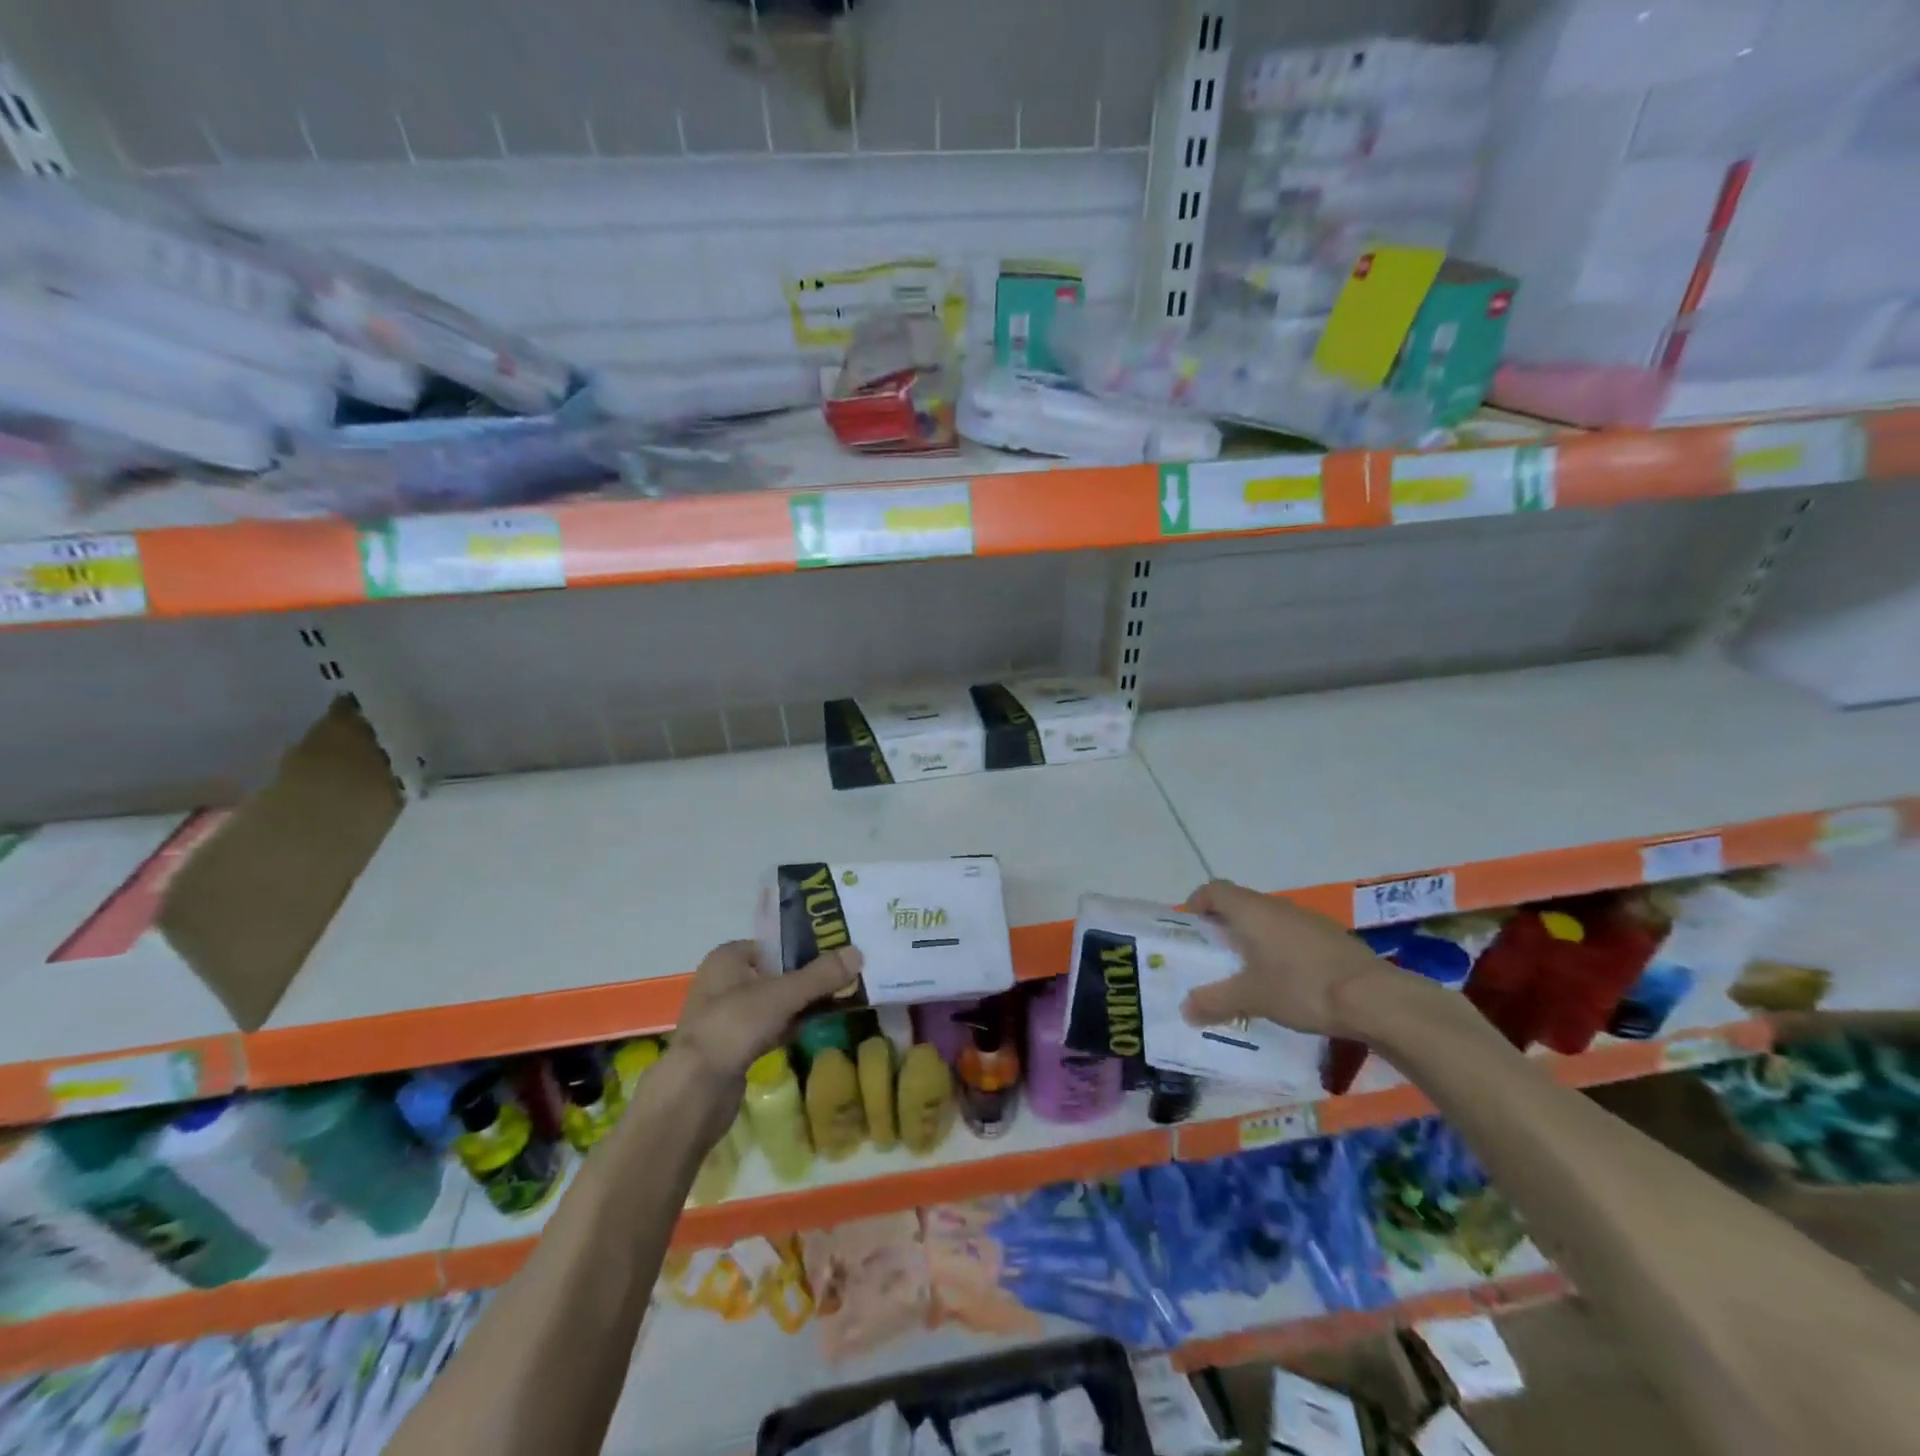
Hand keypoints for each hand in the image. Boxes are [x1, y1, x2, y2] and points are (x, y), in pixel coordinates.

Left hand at [663, 940, 861, 1139]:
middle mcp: (723, 982)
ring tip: (837, 1000)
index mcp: (727, 958)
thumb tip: (858, 952)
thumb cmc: (734, 1027)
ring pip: (773, 1003)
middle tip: (844, 977)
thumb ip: (820, 975)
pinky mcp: (732, 1047)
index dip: (803, 947)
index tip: (837, 953)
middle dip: (807, 977)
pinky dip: (789, 1027)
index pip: (773, 944)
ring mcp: (726, 1017)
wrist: (695, 1091)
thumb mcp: (782, 995)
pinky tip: (813, 1029)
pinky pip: (768, 1028)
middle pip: (775, 973)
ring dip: (800, 1004)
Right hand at [1179, 880, 1401, 1038]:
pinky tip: (1287, 981)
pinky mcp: (1332, 938)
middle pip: (1241, 904)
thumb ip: (1215, 1000)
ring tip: (1249, 972)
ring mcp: (1308, 920)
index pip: (1214, 890)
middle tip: (1215, 955)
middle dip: (1224, 926)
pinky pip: (1293, 936)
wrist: (1375, 998)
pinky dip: (1281, 950)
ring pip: (1269, 920)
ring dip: (1255, 939)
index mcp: (1252, 911)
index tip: (1191, 928)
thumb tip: (1184, 1009)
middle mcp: (1278, 906)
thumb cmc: (1301, 987)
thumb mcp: (1251, 998)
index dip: (1198, 903)